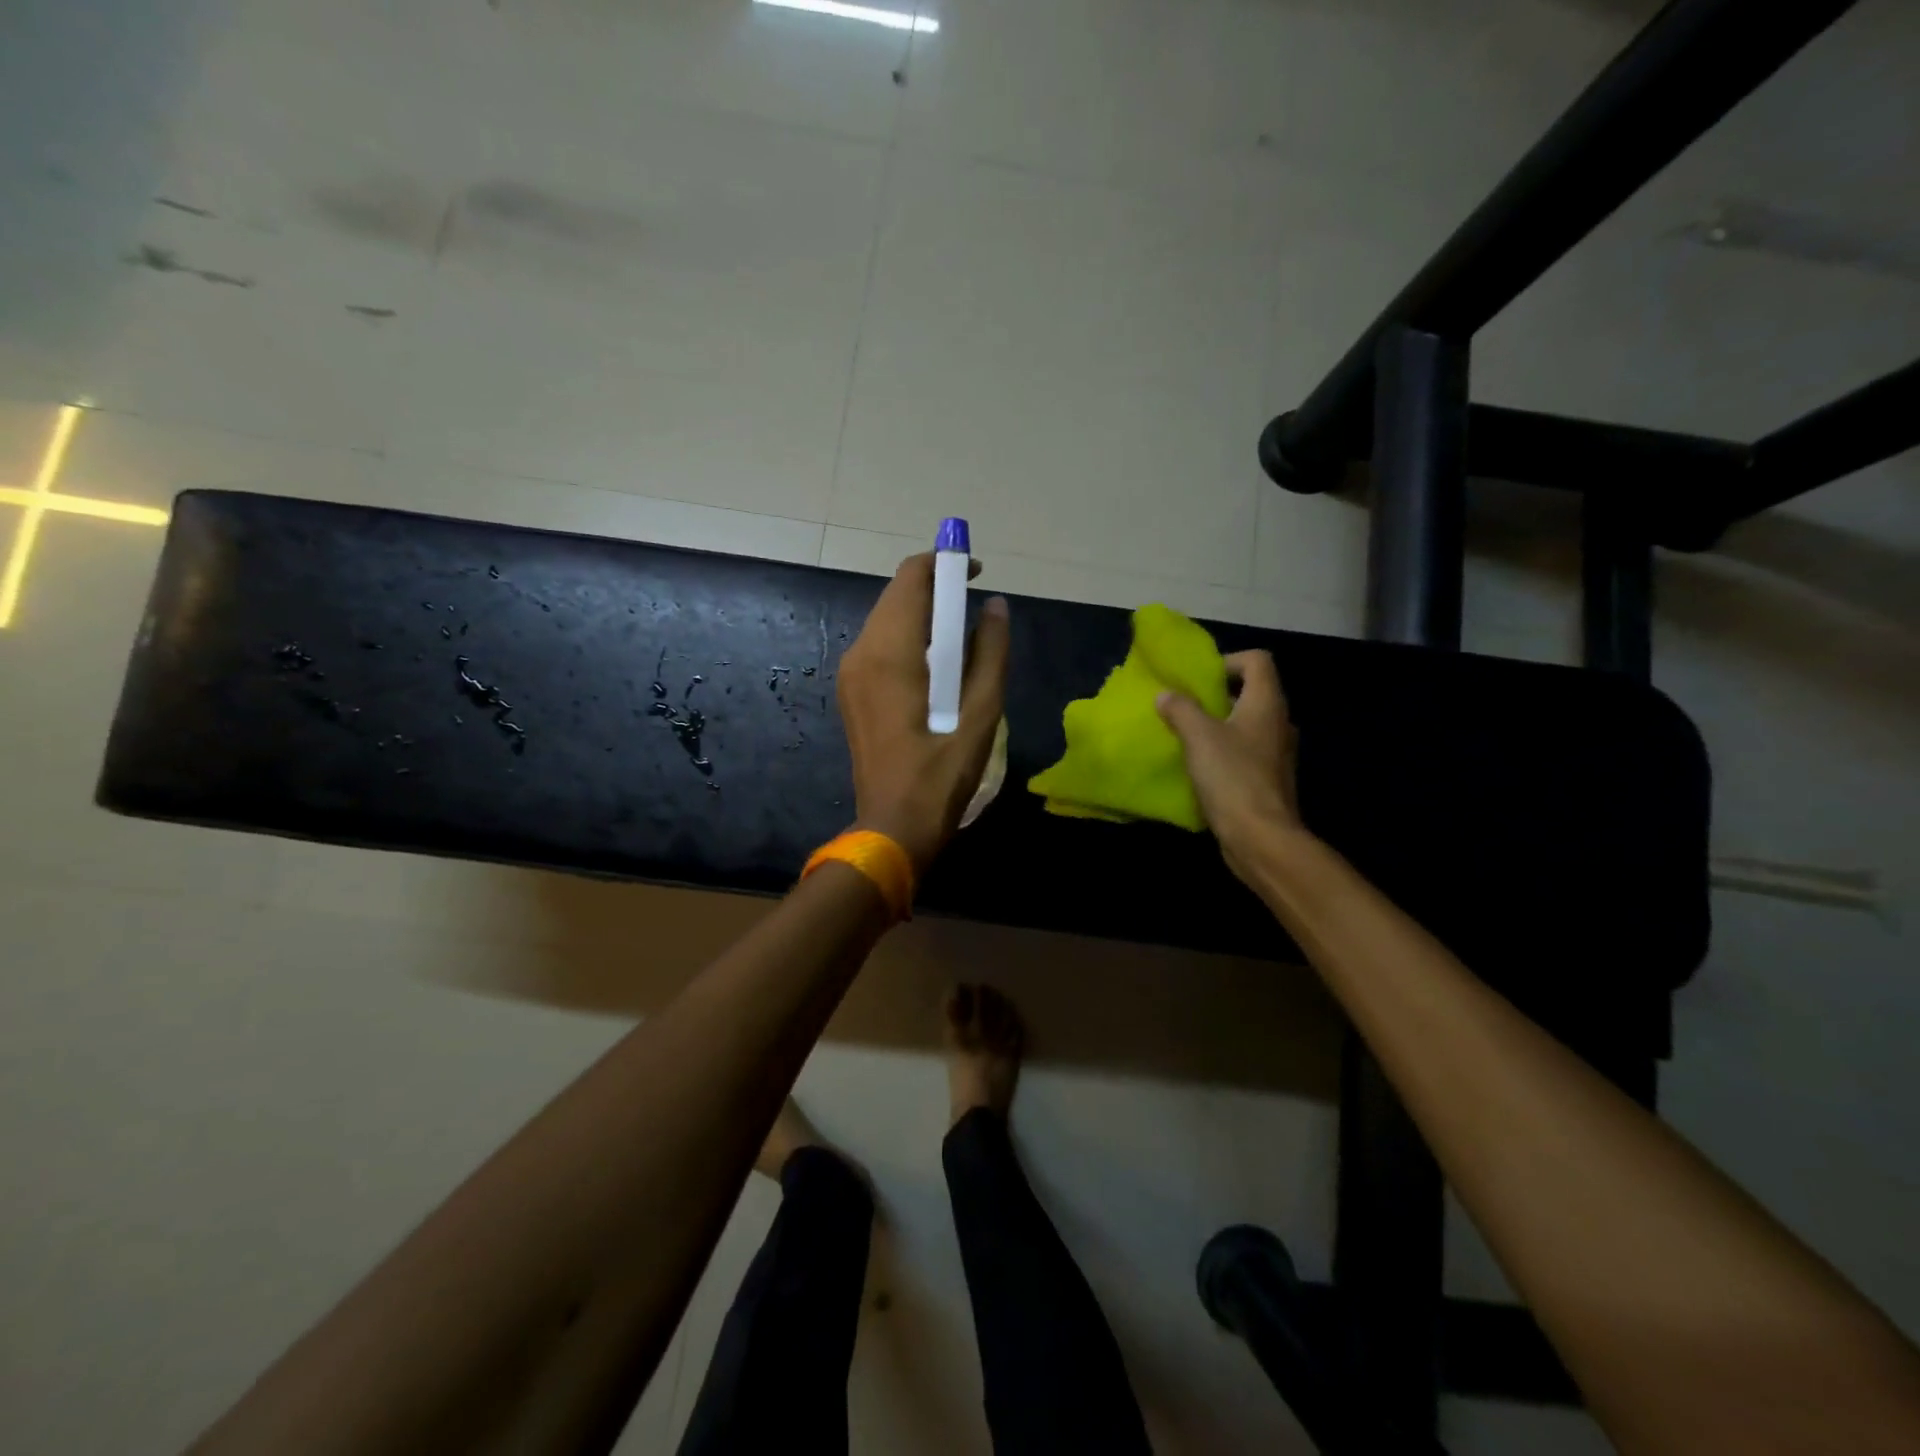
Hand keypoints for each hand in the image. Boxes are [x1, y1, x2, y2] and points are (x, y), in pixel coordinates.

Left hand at [838, 554, 1010, 874]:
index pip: (912, 578)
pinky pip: (880, 645)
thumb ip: (992, 653)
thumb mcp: (982, 714)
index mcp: (890, 652)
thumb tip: (996, 606)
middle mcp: (861, 652)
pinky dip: (909, 639)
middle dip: (936, 589)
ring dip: (923, 615)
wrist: (892, 828)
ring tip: (962, 639)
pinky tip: (936, 666)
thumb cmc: (941, 775)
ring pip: (887, 619)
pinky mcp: (851, 692)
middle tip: (975, 608)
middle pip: (897, 595)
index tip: (977, 572)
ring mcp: (850, 673)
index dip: (945, 563)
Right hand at [1156, 650, 1307, 883]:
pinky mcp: (1267, 779)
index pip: (1257, 660)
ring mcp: (1276, 753)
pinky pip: (1244, 752)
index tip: (1199, 678)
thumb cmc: (1231, 777)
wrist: (1260, 837)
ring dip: (1217, 725)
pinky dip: (1223, 751)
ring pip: (1246, 724)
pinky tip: (1199, 766)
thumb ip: (1180, 709)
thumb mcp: (1198, 736)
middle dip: (1216, 694)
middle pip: (1251, 692)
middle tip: (1184, 705)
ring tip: (1186, 735)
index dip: (1228, 660)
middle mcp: (1278, 723)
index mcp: (1266, 704)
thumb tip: (1166, 695)